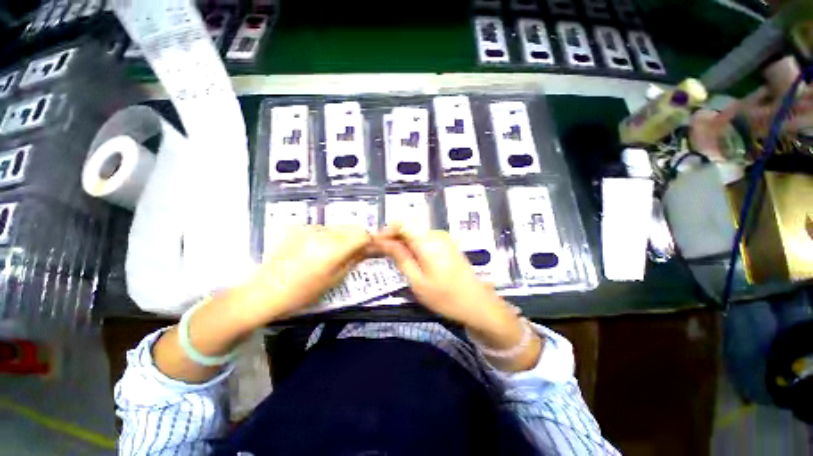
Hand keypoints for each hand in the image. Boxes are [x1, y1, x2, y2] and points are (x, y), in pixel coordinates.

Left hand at [236, 225, 371, 325]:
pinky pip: (322, 229)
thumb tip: (365, 250)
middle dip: (355, 238)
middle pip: (350, 228)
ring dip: (341, 236)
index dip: (368, 241)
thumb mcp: (333, 280)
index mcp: (333, 248)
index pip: (361, 234)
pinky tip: (316, 250)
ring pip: (336, 227)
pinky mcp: (298, 229)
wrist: (263, 292)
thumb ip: (352, 261)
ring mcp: (308, 229)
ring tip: (331, 253)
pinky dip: (327, 236)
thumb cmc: (301, 293)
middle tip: (351, 253)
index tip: (367, 249)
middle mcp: (322, 233)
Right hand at [374, 227, 515, 332]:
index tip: (374, 243)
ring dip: (401, 241)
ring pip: (415, 232)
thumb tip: (383, 242)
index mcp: (428, 242)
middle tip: (378, 252)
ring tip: (391, 256)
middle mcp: (436, 234)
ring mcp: (443, 238)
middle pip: (408, 227)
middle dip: (391, 237)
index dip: (385, 231)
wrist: (477, 303)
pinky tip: (408, 257)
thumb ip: (400, 258)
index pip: (401, 223)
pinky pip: (424, 238)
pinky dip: (412, 244)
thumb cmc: (446, 297)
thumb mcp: (418, 281)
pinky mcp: (446, 243)